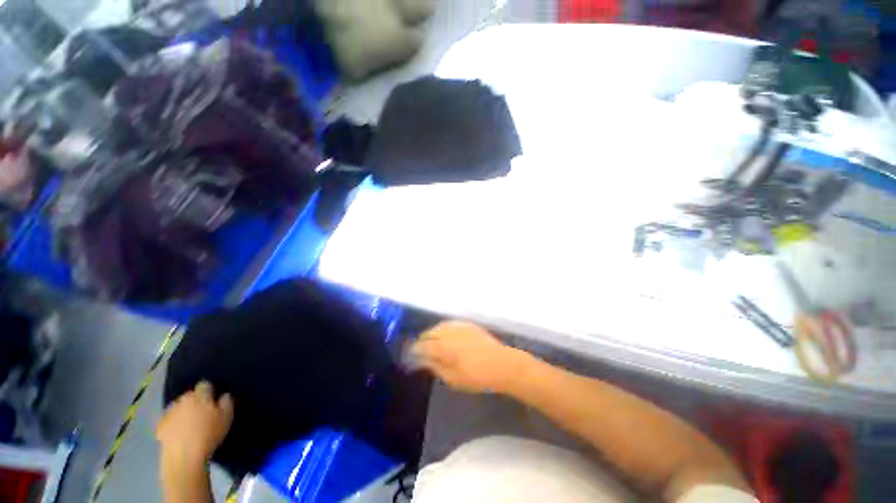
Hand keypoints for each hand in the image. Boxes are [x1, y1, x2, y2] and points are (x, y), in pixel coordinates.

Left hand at [157, 381, 233, 466]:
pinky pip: (169, 418)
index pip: (205, 385)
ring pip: (178, 406)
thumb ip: (227, 402)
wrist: (184, 457)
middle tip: (202, 412)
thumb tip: (223, 395)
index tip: (214, 399)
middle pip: (190, 394)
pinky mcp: (160, 425)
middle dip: (196, 400)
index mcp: (200, 396)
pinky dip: (174, 421)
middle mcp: (183, 399)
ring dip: (184, 410)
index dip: (210, 390)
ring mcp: (169, 412)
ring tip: (189, 422)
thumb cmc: (209, 435)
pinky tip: (179, 431)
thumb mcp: (227, 418)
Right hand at [410, 321, 528, 393]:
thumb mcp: (454, 379)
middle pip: (429, 333)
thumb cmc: (478, 377)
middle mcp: (449, 332)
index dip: (415, 350)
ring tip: (429, 343)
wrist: (502, 364)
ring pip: (439, 326)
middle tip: (418, 350)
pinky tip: (443, 335)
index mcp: (444, 346)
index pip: (423, 345)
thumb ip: (436, 367)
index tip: (410, 356)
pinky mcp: (468, 325)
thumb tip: (423, 360)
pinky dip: (442, 329)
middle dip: (422, 341)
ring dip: (431, 333)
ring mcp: (459, 326)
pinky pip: (449, 324)